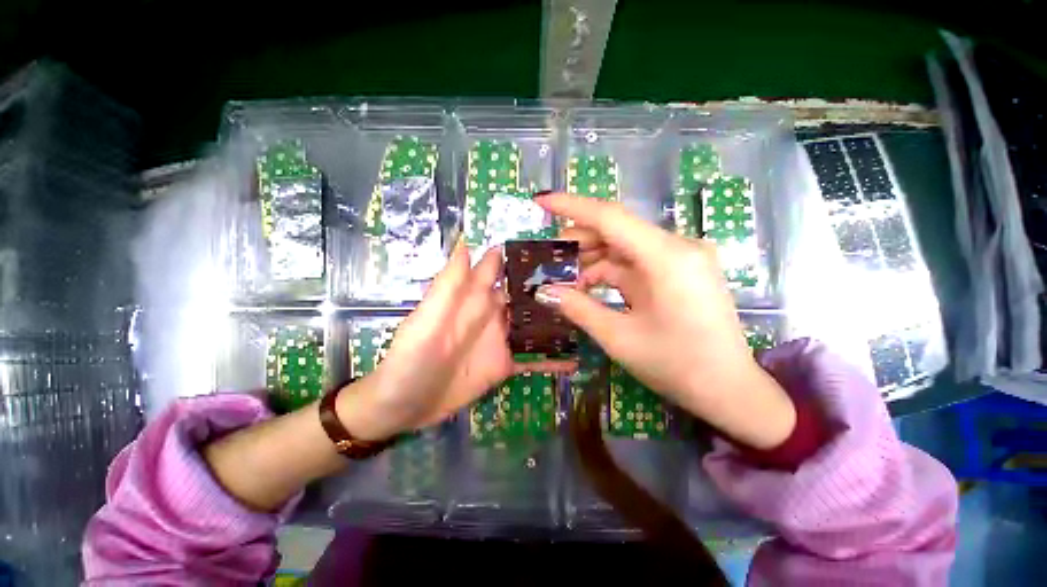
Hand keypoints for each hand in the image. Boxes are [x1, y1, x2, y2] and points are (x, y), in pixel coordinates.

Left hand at [338, 242, 576, 440]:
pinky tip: (574, 359)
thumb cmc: (409, 359)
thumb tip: (466, 243)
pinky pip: (532, 357)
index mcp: (472, 297)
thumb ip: (448, 285)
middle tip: (584, 279)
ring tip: (587, 313)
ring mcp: (501, 339)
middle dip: (549, 285)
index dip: (521, 255)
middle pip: (524, 294)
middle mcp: (491, 313)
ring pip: (534, 323)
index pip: (499, 267)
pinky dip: (551, 358)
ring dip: (557, 319)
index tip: (553, 246)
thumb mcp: (426, 321)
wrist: (404, 407)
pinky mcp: (505, 364)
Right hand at [533, 193, 794, 448]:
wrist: (730, 390)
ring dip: (593, 258)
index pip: (610, 217)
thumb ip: (578, 308)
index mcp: (666, 257)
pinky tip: (589, 285)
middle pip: (617, 229)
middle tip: (549, 256)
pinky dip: (610, 271)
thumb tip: (543, 292)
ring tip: (565, 276)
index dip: (571, 206)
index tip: (541, 202)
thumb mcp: (619, 337)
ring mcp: (681, 259)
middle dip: (579, 240)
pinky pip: (636, 262)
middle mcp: (677, 247)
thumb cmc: (677, 365)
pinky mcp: (679, 272)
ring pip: (624, 246)